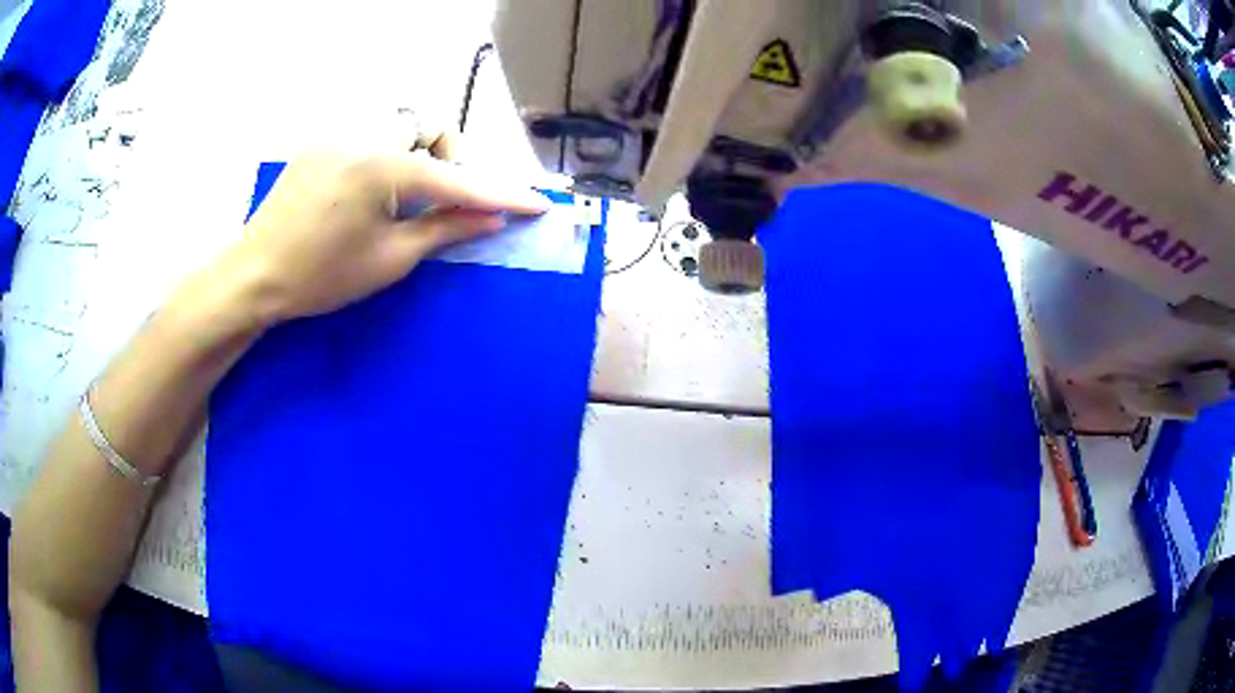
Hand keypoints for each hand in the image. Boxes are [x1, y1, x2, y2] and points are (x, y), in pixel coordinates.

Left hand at [221, 135, 549, 323]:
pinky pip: (367, 132)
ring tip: (399, 193)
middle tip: (435, 199)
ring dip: (414, 149)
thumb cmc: (321, 277)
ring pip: (397, 121)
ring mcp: (338, 134)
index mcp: (384, 167)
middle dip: (446, 156)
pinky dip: (383, 153)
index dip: (500, 194)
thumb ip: (445, 229)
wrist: (255, 274)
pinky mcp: (320, 141)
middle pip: (428, 124)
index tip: (536, 203)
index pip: (457, 180)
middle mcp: (364, 136)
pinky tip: (366, 188)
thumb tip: (493, 218)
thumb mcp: (390, 260)